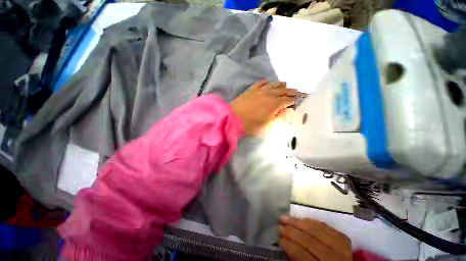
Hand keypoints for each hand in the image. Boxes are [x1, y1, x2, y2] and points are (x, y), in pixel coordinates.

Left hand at [231, 79, 300, 135]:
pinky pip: (260, 83)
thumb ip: (278, 118)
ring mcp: (259, 91)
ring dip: (280, 85)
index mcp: (274, 104)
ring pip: (273, 85)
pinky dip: (266, 82)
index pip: (287, 100)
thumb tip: (286, 111)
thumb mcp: (267, 126)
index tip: (298, 100)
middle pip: (283, 91)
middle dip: (291, 91)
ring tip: (285, 85)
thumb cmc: (250, 125)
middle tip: (296, 92)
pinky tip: (268, 81)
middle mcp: (269, 95)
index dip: (294, 100)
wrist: (232, 118)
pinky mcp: (251, 90)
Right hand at [279, 216, 352, 260]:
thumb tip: (283, 241)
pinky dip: (310, 221)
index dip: (289, 246)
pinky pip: (324, 226)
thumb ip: (297, 258)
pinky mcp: (343, 238)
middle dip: (291, 231)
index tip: (278, 238)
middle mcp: (335, 258)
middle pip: (310, 240)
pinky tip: (300, 219)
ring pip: (316, 230)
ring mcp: (341, 246)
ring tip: (285, 217)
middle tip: (279, 225)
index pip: (303, 255)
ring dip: (298, 222)